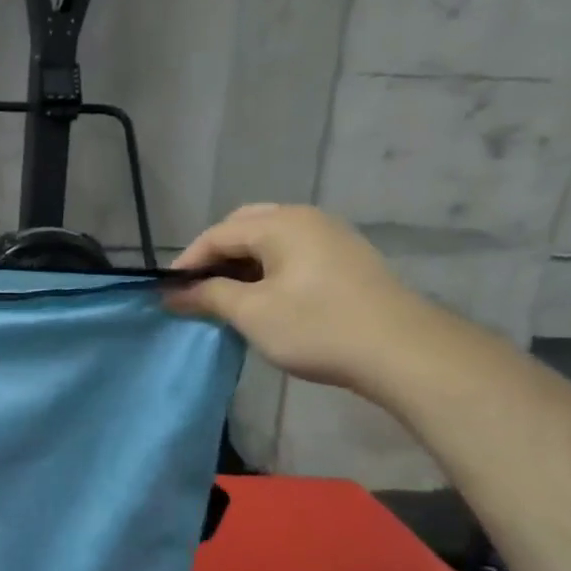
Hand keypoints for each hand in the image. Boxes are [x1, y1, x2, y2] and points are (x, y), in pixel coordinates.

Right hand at [167, 204, 444, 392]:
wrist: (402, 351)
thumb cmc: (317, 327)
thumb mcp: (252, 313)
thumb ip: (208, 296)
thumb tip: (172, 292)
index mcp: (281, 223)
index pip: (218, 234)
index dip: (188, 262)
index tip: (168, 292)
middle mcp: (306, 218)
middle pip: (244, 227)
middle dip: (215, 256)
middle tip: (197, 289)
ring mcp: (331, 236)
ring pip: (270, 239)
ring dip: (242, 263)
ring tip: (226, 297)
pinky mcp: (346, 259)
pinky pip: (293, 252)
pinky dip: (268, 269)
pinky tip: (264, 298)